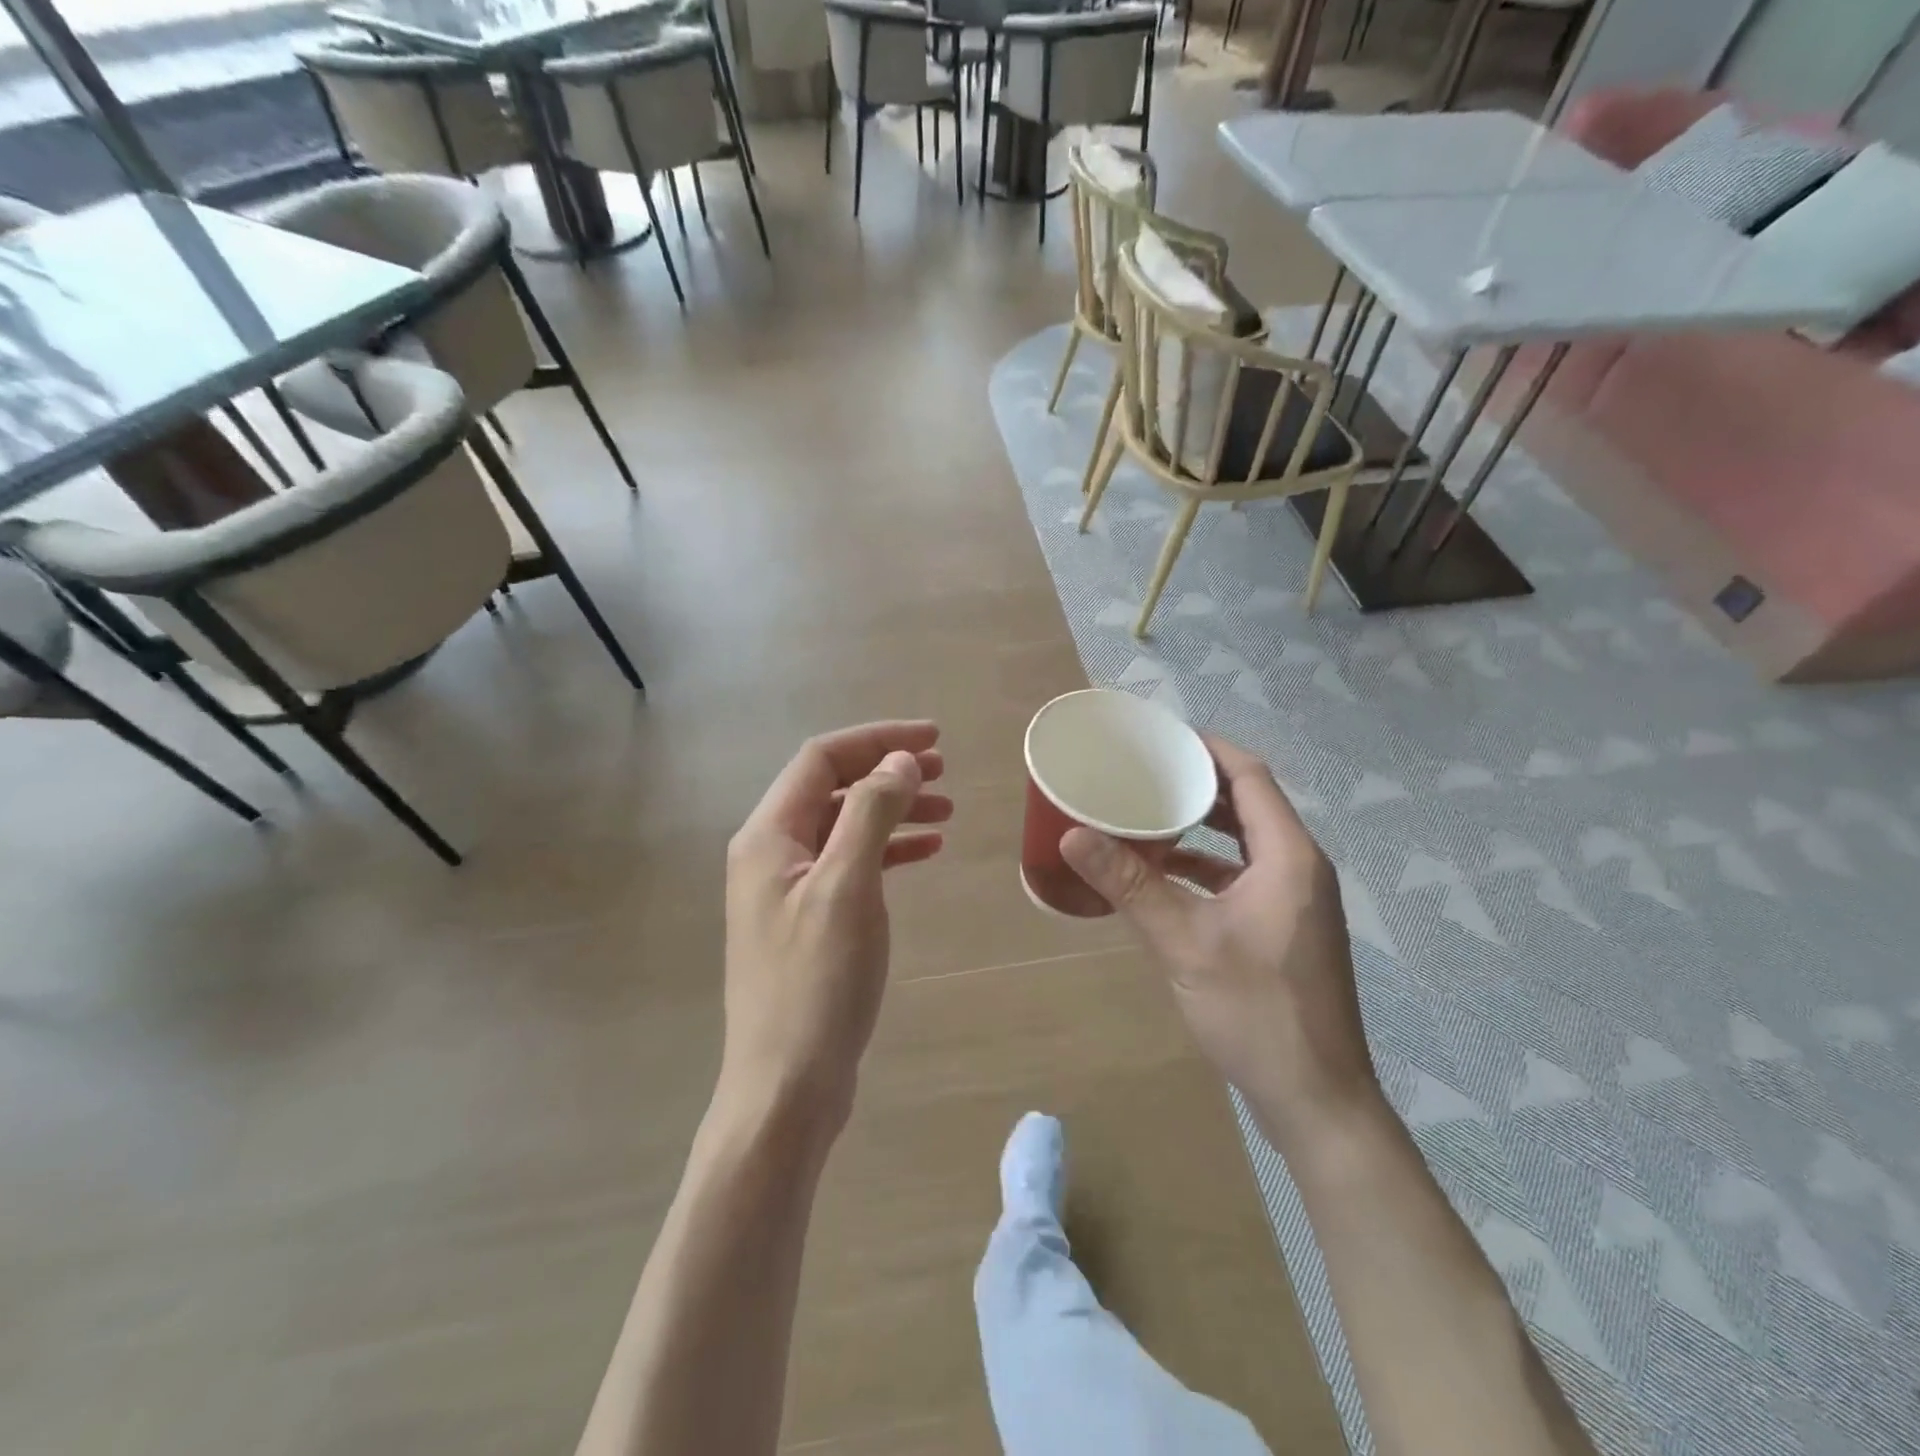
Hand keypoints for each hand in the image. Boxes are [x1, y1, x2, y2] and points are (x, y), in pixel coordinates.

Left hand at [721, 722, 951, 1142]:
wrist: (787, 1086)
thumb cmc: (816, 982)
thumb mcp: (847, 887)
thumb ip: (871, 814)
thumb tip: (900, 761)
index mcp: (768, 835)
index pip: (822, 759)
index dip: (877, 740)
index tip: (933, 740)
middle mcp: (771, 852)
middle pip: (833, 788)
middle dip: (887, 771)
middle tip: (944, 770)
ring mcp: (788, 889)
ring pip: (845, 826)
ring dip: (892, 810)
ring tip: (946, 810)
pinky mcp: (809, 920)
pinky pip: (850, 864)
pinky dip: (887, 850)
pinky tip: (925, 852)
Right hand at [1060, 735, 1378, 1146]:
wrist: (1316, 1098)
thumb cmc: (1256, 1011)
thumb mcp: (1184, 942)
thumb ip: (1130, 885)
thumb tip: (1073, 835)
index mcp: (1288, 857)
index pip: (1250, 776)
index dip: (1208, 749)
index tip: (1161, 737)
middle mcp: (1300, 867)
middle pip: (1250, 803)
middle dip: (1199, 783)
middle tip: (1145, 772)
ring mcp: (1296, 899)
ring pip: (1247, 841)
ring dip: (1203, 824)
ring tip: (1149, 813)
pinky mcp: (1286, 927)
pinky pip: (1246, 874)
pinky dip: (1209, 864)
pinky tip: (1167, 874)